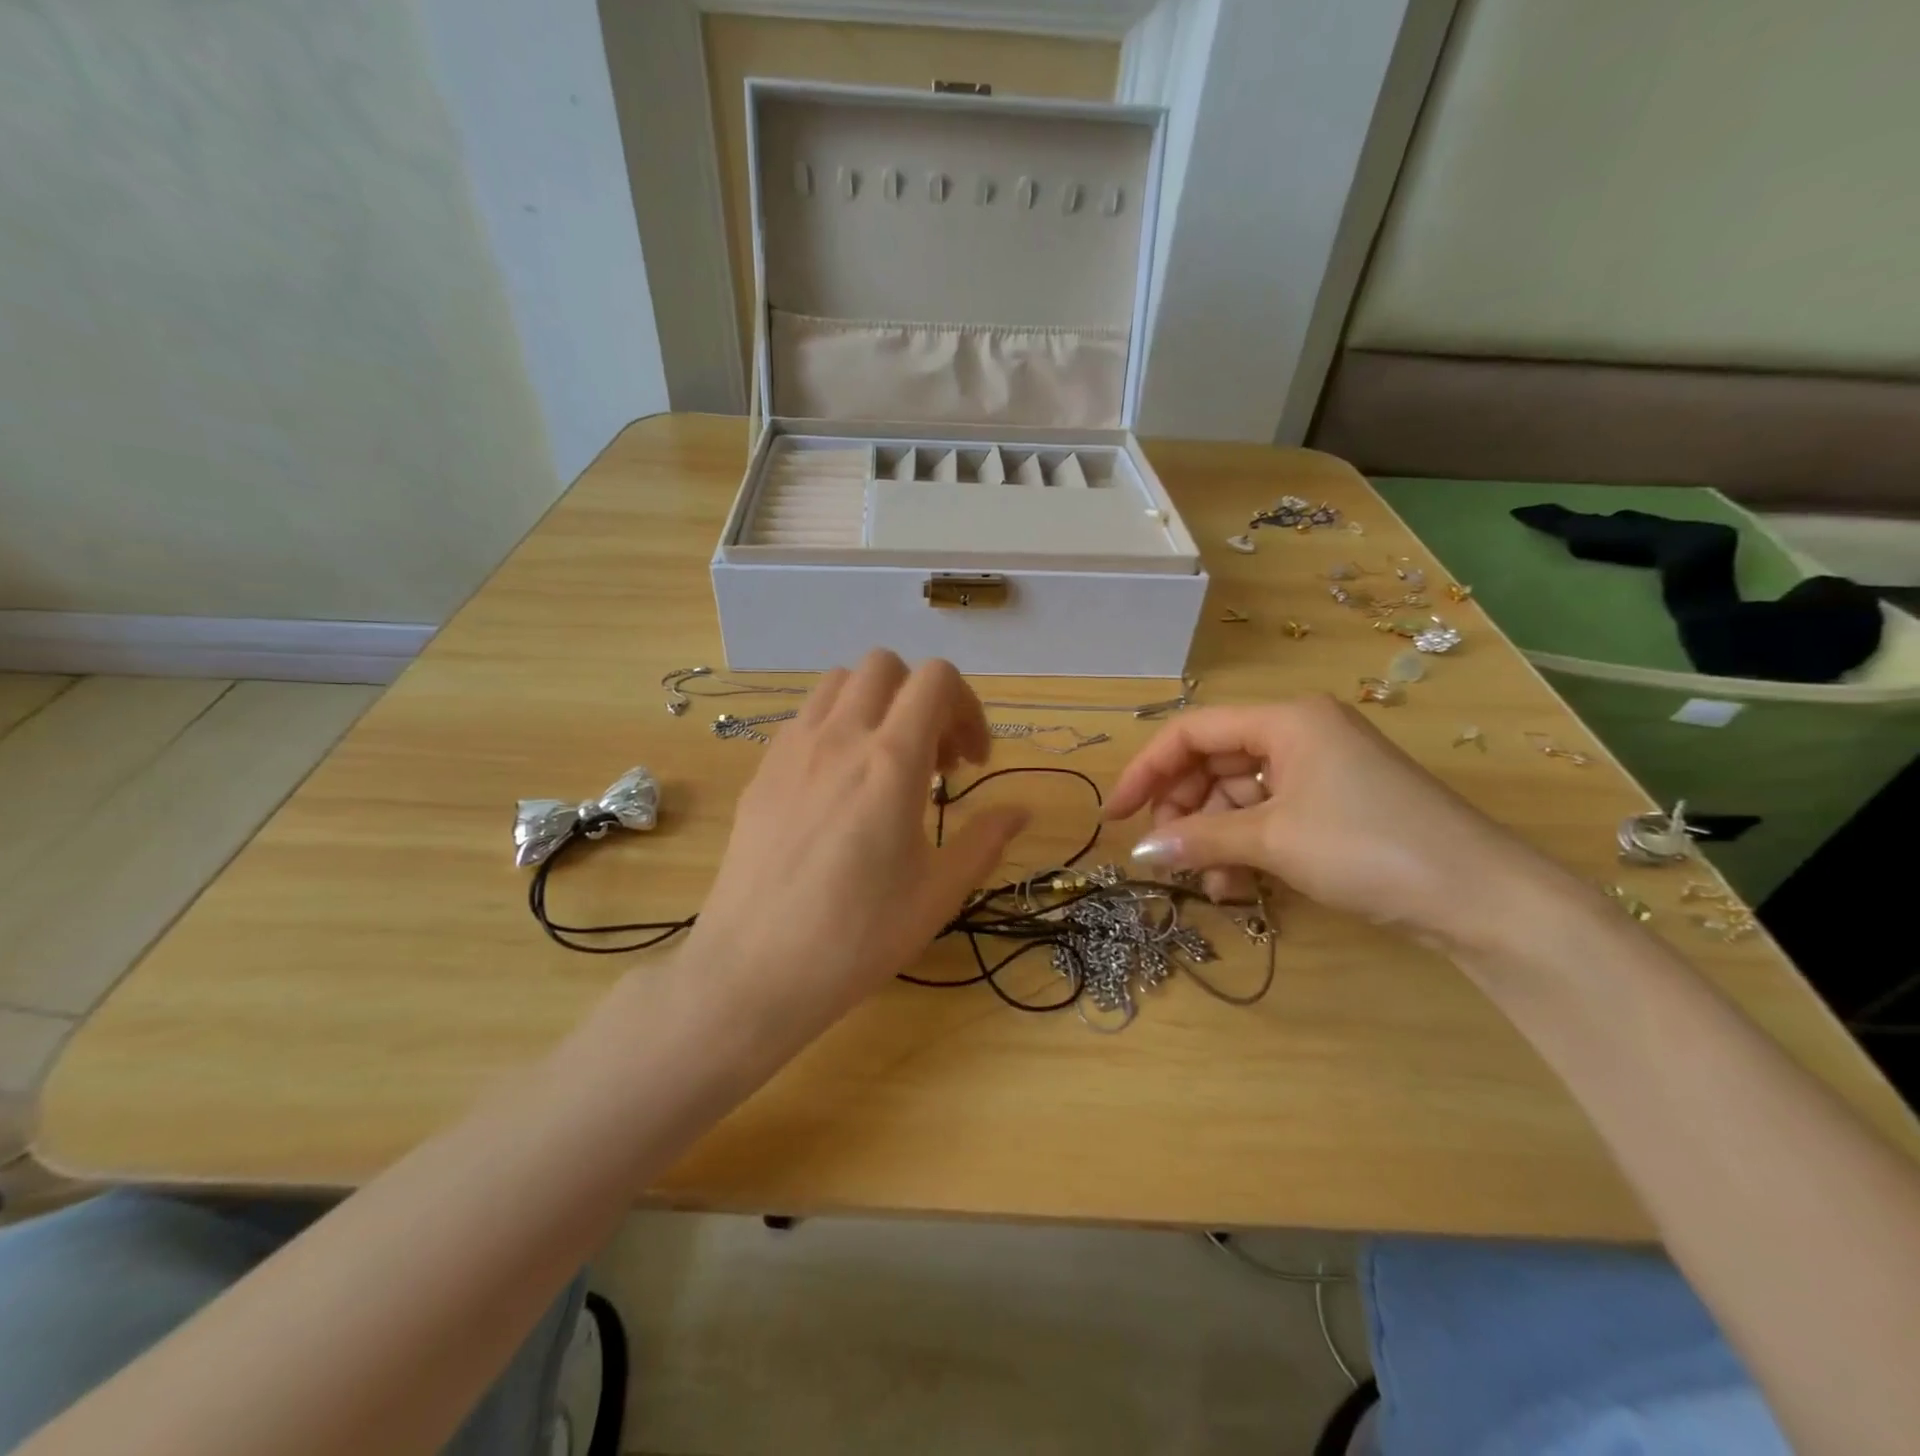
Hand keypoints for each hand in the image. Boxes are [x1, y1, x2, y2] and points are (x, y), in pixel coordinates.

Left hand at [680, 651, 1027, 1035]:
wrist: (754, 969)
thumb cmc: (857, 937)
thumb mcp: (938, 894)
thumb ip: (984, 840)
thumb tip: (1021, 810)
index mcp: (891, 762)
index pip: (936, 679)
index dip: (967, 708)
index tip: (970, 762)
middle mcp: (840, 737)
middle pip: (886, 666)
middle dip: (921, 698)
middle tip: (933, 759)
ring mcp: (793, 748)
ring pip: (840, 681)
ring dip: (875, 704)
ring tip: (887, 761)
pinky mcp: (763, 769)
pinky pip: (805, 716)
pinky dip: (835, 725)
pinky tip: (840, 783)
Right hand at [1107, 696, 1570, 951]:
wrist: (1482, 899)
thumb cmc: (1369, 848)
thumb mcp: (1273, 840)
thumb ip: (1199, 839)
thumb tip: (1139, 851)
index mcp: (1285, 720)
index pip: (1192, 732)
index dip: (1147, 770)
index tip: (1116, 814)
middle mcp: (1299, 734)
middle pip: (1214, 763)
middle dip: (1184, 810)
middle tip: (1166, 856)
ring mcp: (1320, 770)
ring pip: (1239, 795)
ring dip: (1215, 837)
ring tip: (1212, 884)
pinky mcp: (1335, 806)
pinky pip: (1269, 817)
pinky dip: (1247, 847)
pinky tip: (1240, 885)